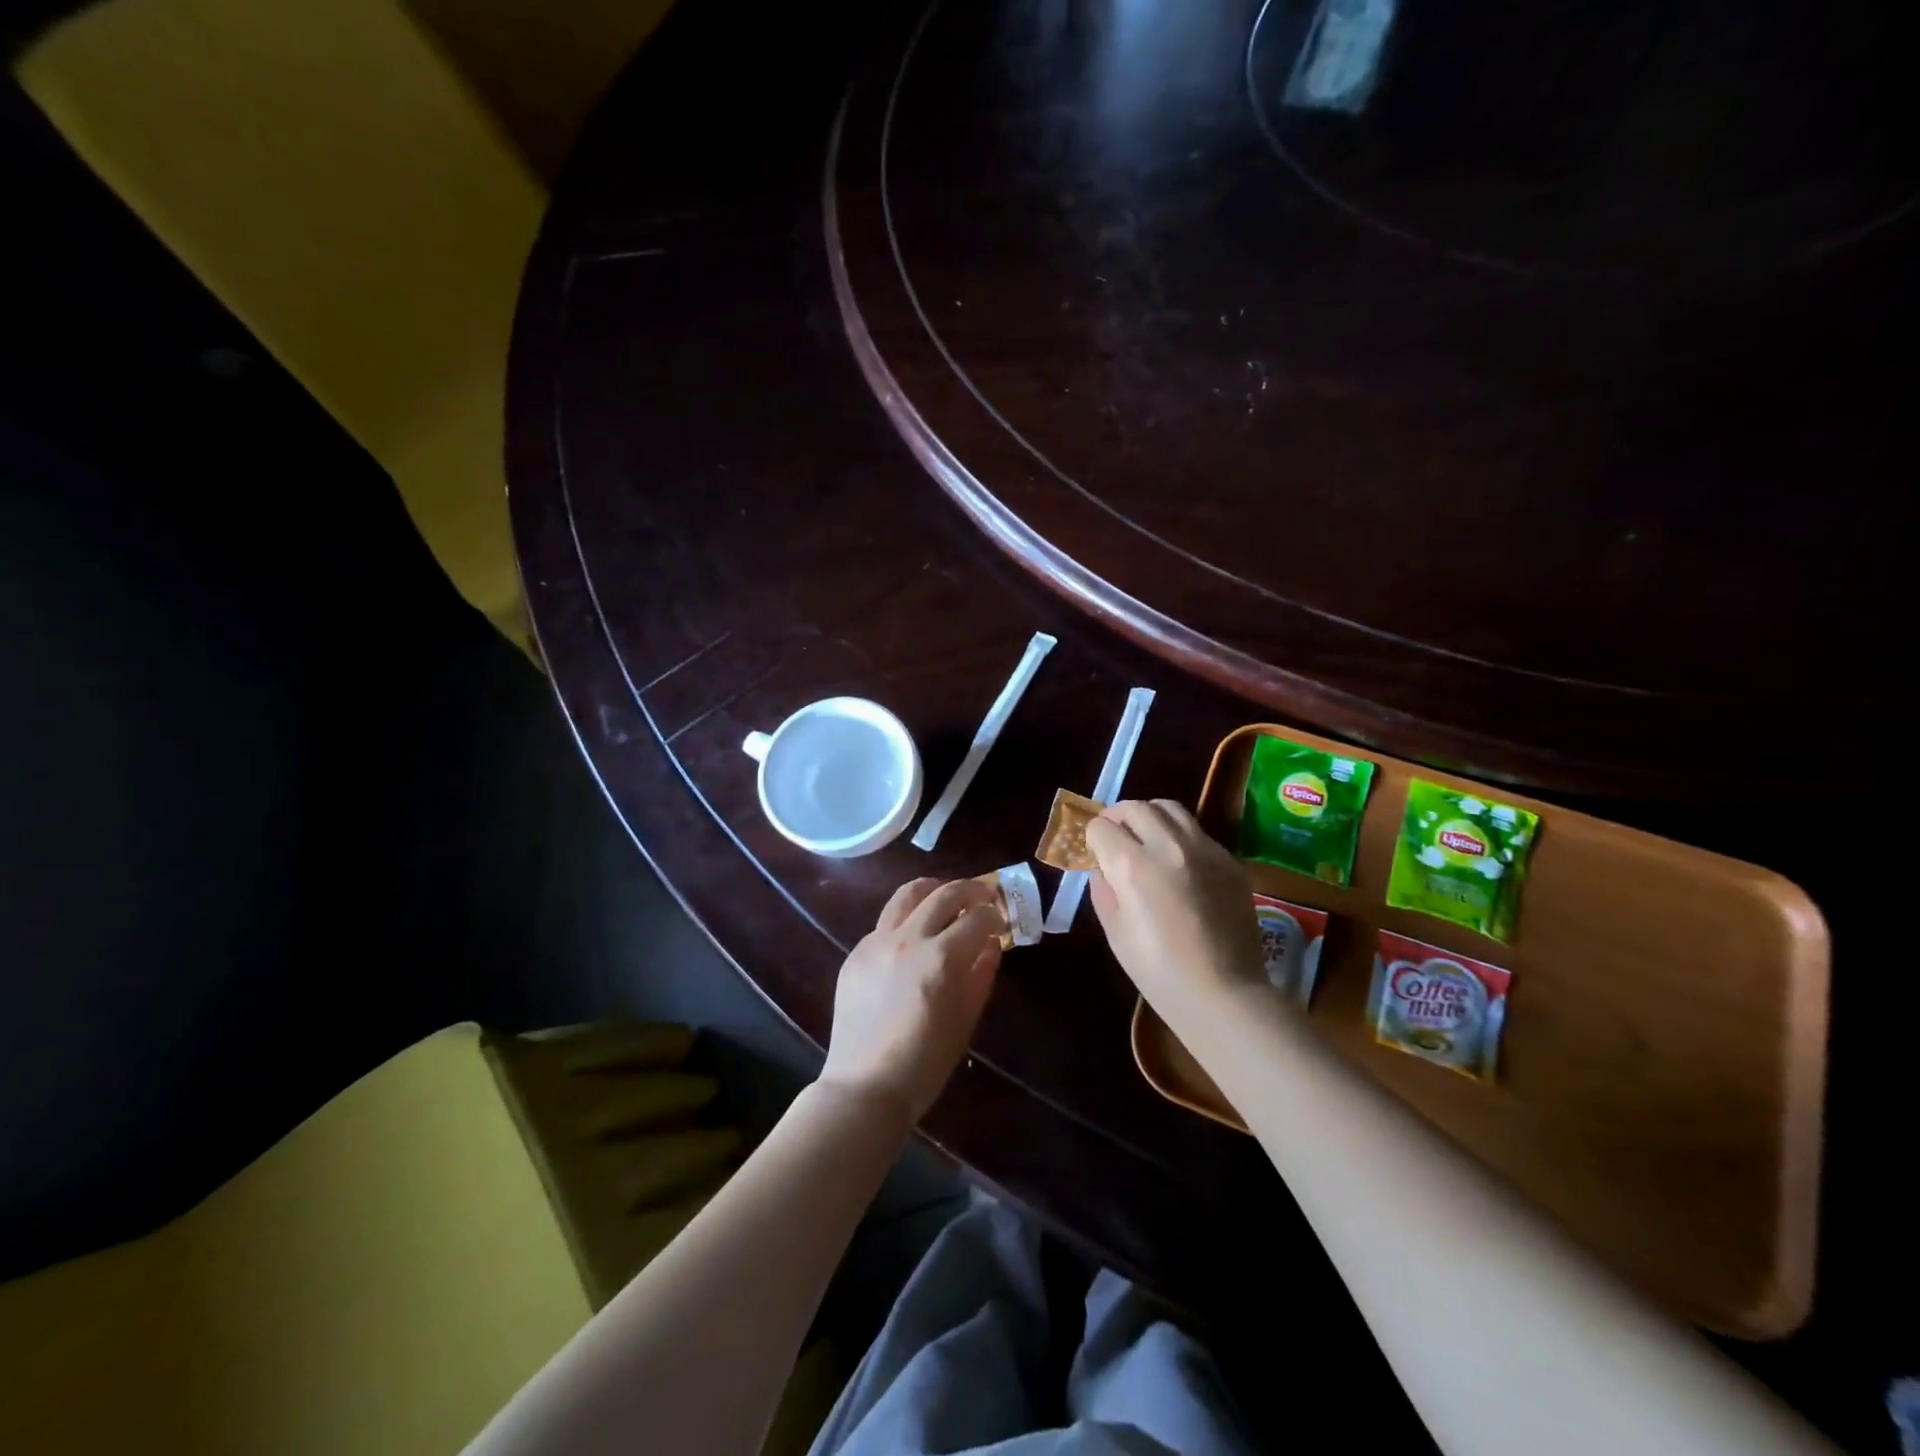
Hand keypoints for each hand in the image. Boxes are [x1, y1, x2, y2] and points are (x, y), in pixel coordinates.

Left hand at [819, 877, 1003, 1125]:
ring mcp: (876, 942)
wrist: (866, 1086)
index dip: (994, 916)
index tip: (1000, 920)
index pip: (976, 919)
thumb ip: (980, 976)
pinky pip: (885, 923)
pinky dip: (906, 919)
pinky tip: (913, 937)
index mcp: (940, 959)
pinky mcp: (855, 952)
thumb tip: (991, 945)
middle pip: (944, 894)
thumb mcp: (965, 1021)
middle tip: (983, 895)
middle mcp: (907, 940)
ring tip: (946, 896)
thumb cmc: (925, 1063)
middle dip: (970, 890)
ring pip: (907, 894)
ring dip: (933, 889)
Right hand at [1085, 800, 1263, 1016]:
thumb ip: (1104, 889)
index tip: (1095, 853)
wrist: (1223, 994)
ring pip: (1170, 808)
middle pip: (1135, 807)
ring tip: (1147, 839)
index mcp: (1133, 866)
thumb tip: (1103, 867)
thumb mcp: (1115, 932)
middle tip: (1116, 837)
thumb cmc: (1158, 972)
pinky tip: (1181, 866)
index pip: (1102, 827)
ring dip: (1151, 817)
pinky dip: (1180, 838)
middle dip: (1118, 817)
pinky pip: (1198, 833)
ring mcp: (1205, 850)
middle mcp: (1168, 846)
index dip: (1093, 839)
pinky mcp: (1230, 861)